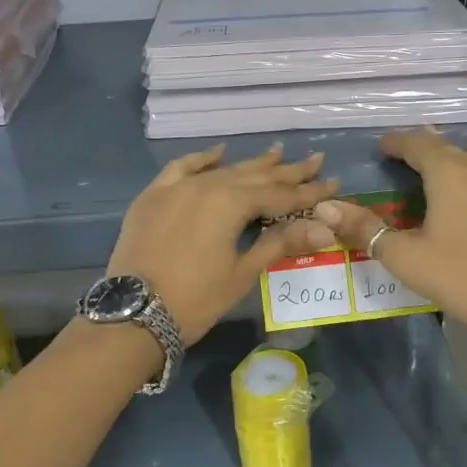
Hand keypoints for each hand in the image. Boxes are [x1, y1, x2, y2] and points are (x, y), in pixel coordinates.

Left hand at [107, 144, 338, 342]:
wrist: (133, 314)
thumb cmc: (195, 299)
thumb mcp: (242, 273)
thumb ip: (280, 243)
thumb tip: (324, 229)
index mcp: (230, 203)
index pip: (280, 195)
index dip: (308, 192)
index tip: (333, 182)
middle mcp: (206, 185)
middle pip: (254, 176)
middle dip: (287, 171)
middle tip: (315, 160)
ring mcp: (176, 187)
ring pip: (222, 170)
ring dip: (251, 164)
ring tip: (277, 152)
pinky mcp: (153, 196)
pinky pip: (182, 168)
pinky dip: (203, 160)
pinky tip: (218, 153)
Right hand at [311, 128, 466, 350]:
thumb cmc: (459, 277)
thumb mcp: (404, 256)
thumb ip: (364, 228)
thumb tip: (325, 208)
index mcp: (450, 172)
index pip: (418, 143)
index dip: (397, 142)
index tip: (382, 146)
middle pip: (448, 148)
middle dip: (424, 149)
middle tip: (404, 159)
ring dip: (454, 161)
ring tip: (439, 172)